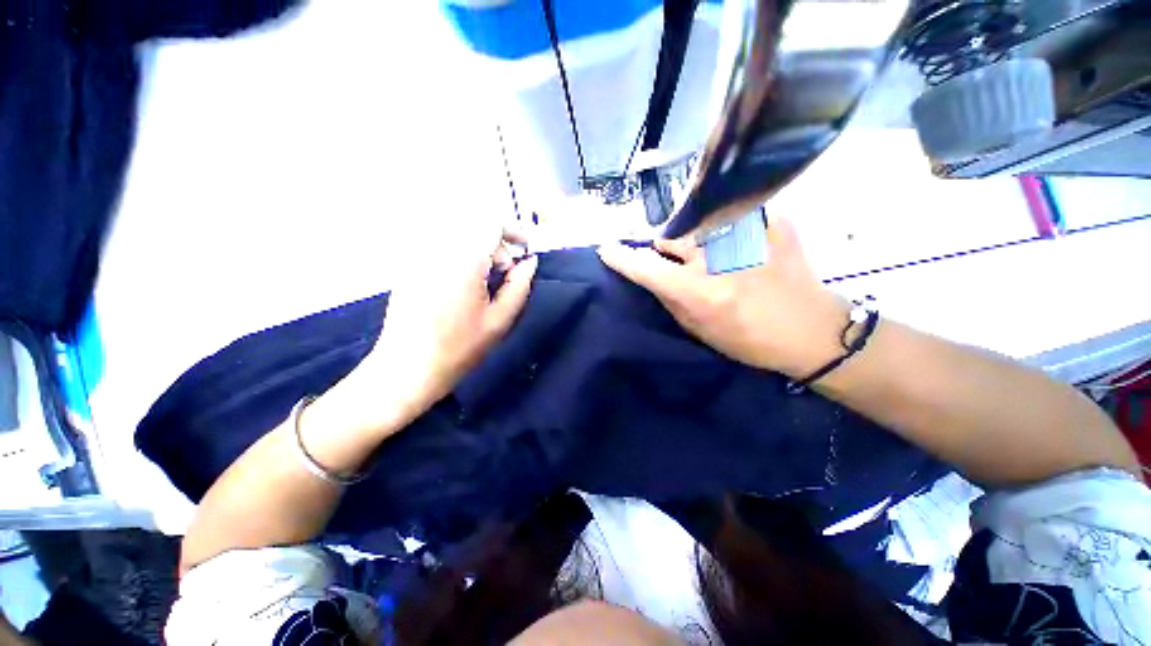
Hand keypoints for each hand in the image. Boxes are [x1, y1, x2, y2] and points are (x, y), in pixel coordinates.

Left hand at [314, 230, 536, 438]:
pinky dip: (460, 255)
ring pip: (457, 235)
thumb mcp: (499, 320)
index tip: (524, 250)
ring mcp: (418, 256)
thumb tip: (530, 262)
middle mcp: (437, 250)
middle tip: (505, 273)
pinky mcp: (409, 266)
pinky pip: (441, 247)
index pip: (490, 223)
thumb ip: (519, 286)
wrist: (407, 369)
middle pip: (473, 226)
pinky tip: (463, 284)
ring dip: (479, 249)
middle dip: (497, 244)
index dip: (513, 231)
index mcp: (463, 261)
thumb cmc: (459, 348)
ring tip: (485, 280)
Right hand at [598, 218, 848, 377]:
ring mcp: (749, 233)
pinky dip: (726, 233)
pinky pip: (730, 220)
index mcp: (700, 291)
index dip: (622, 258)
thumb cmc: (749, 339)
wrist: (812, 330)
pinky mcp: (772, 220)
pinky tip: (742, 251)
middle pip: (672, 236)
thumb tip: (649, 273)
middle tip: (681, 261)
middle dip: (668, 246)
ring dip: (696, 238)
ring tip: (717, 257)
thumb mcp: (698, 329)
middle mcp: (720, 256)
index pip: (647, 267)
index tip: (606, 250)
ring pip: (699, 224)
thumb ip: (669, 297)